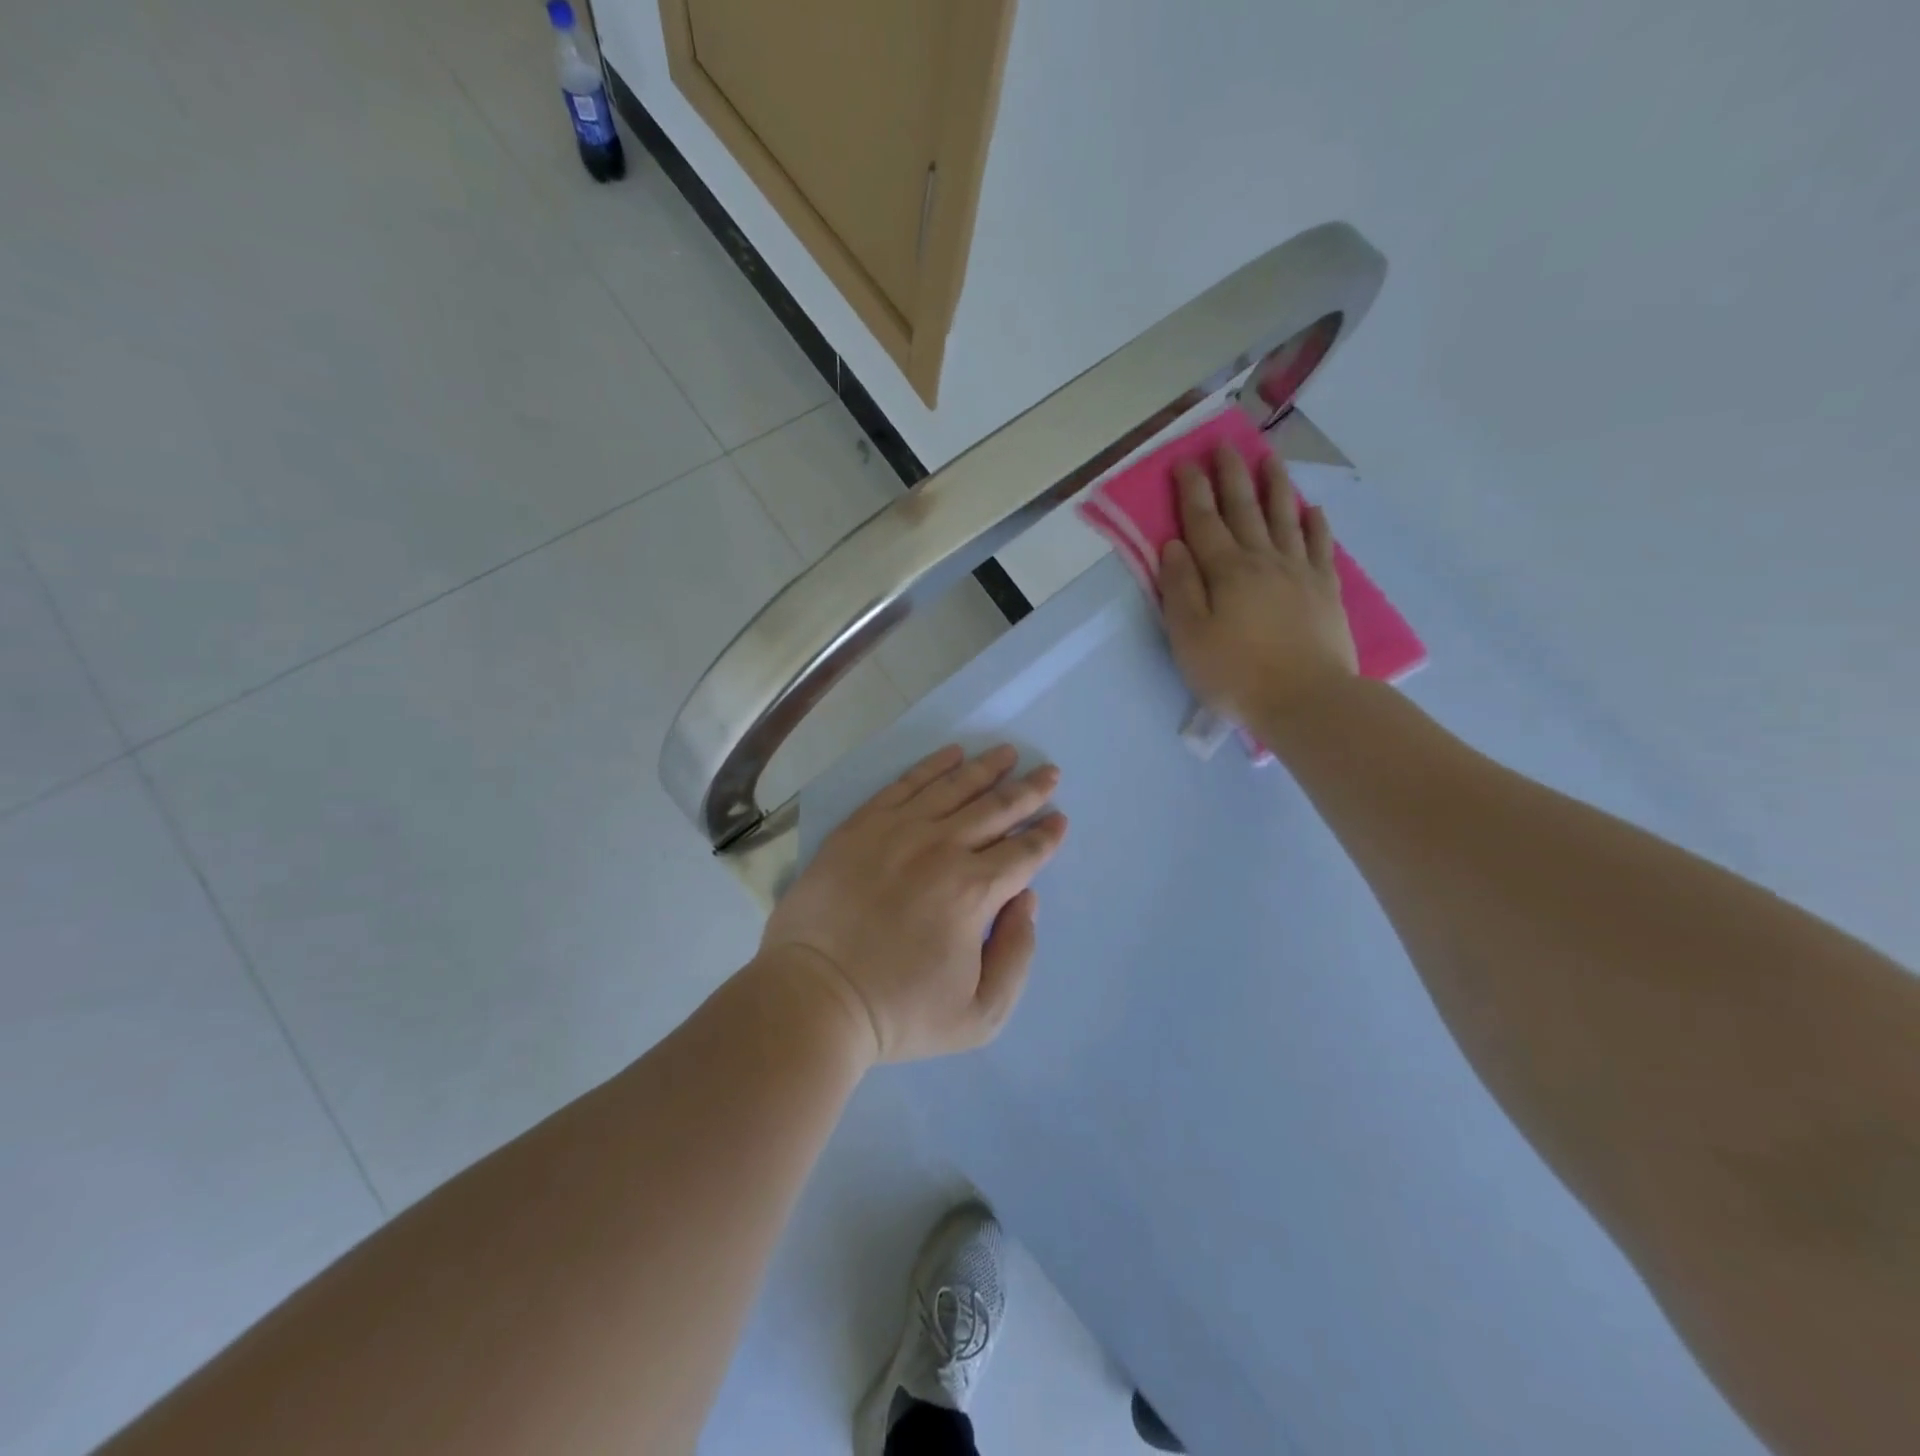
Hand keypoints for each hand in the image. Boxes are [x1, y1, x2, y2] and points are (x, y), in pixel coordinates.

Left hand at [760, 745, 1068, 1065]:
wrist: (814, 997)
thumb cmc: (898, 1012)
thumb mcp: (979, 1015)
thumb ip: (1017, 955)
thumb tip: (1027, 900)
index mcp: (973, 891)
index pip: (1023, 852)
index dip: (1046, 835)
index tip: (1059, 818)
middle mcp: (941, 848)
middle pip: (996, 809)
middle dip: (1029, 790)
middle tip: (1049, 771)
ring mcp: (897, 831)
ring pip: (953, 787)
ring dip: (986, 768)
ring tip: (1007, 753)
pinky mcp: (861, 825)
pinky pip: (905, 784)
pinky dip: (932, 766)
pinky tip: (950, 754)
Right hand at [1160, 444, 1357, 726]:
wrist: (1305, 700)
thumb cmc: (1235, 674)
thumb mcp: (1188, 637)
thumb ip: (1180, 588)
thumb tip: (1173, 546)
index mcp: (1225, 571)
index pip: (1203, 521)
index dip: (1193, 490)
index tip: (1184, 462)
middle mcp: (1263, 560)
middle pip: (1245, 509)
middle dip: (1231, 475)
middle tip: (1224, 445)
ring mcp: (1299, 572)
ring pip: (1285, 517)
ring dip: (1275, 486)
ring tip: (1270, 459)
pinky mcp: (1326, 590)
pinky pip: (1320, 546)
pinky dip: (1315, 524)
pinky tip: (1312, 509)